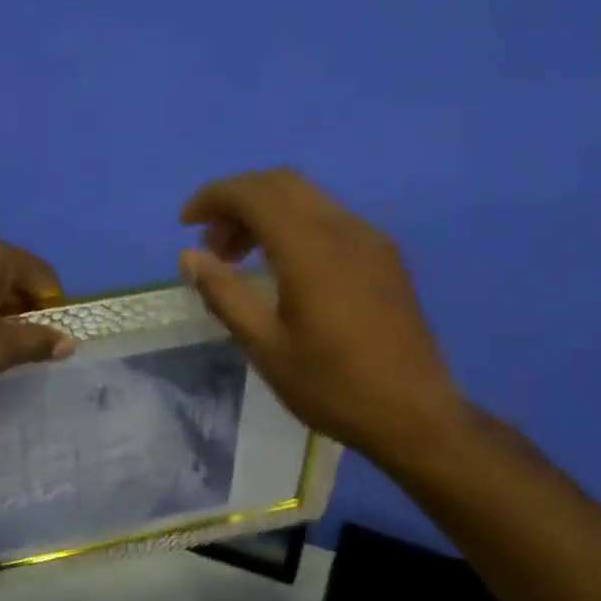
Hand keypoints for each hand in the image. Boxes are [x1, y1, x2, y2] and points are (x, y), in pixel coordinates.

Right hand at [179, 169, 462, 459]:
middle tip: (212, 244)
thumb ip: (224, 294)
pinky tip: (283, 270)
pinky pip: (330, 221)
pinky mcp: (385, 258)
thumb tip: (190, 256)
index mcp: (311, 248)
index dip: (214, 197)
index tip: (185, 224)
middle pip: (282, 185)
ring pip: (308, 200)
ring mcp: (371, 241)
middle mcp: (344, 229)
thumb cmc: (332, 385)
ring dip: (266, 214)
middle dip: (238, 202)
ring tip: (239, 260)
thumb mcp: (266, 346)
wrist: (414, 415)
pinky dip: (294, 227)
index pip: (254, 193)